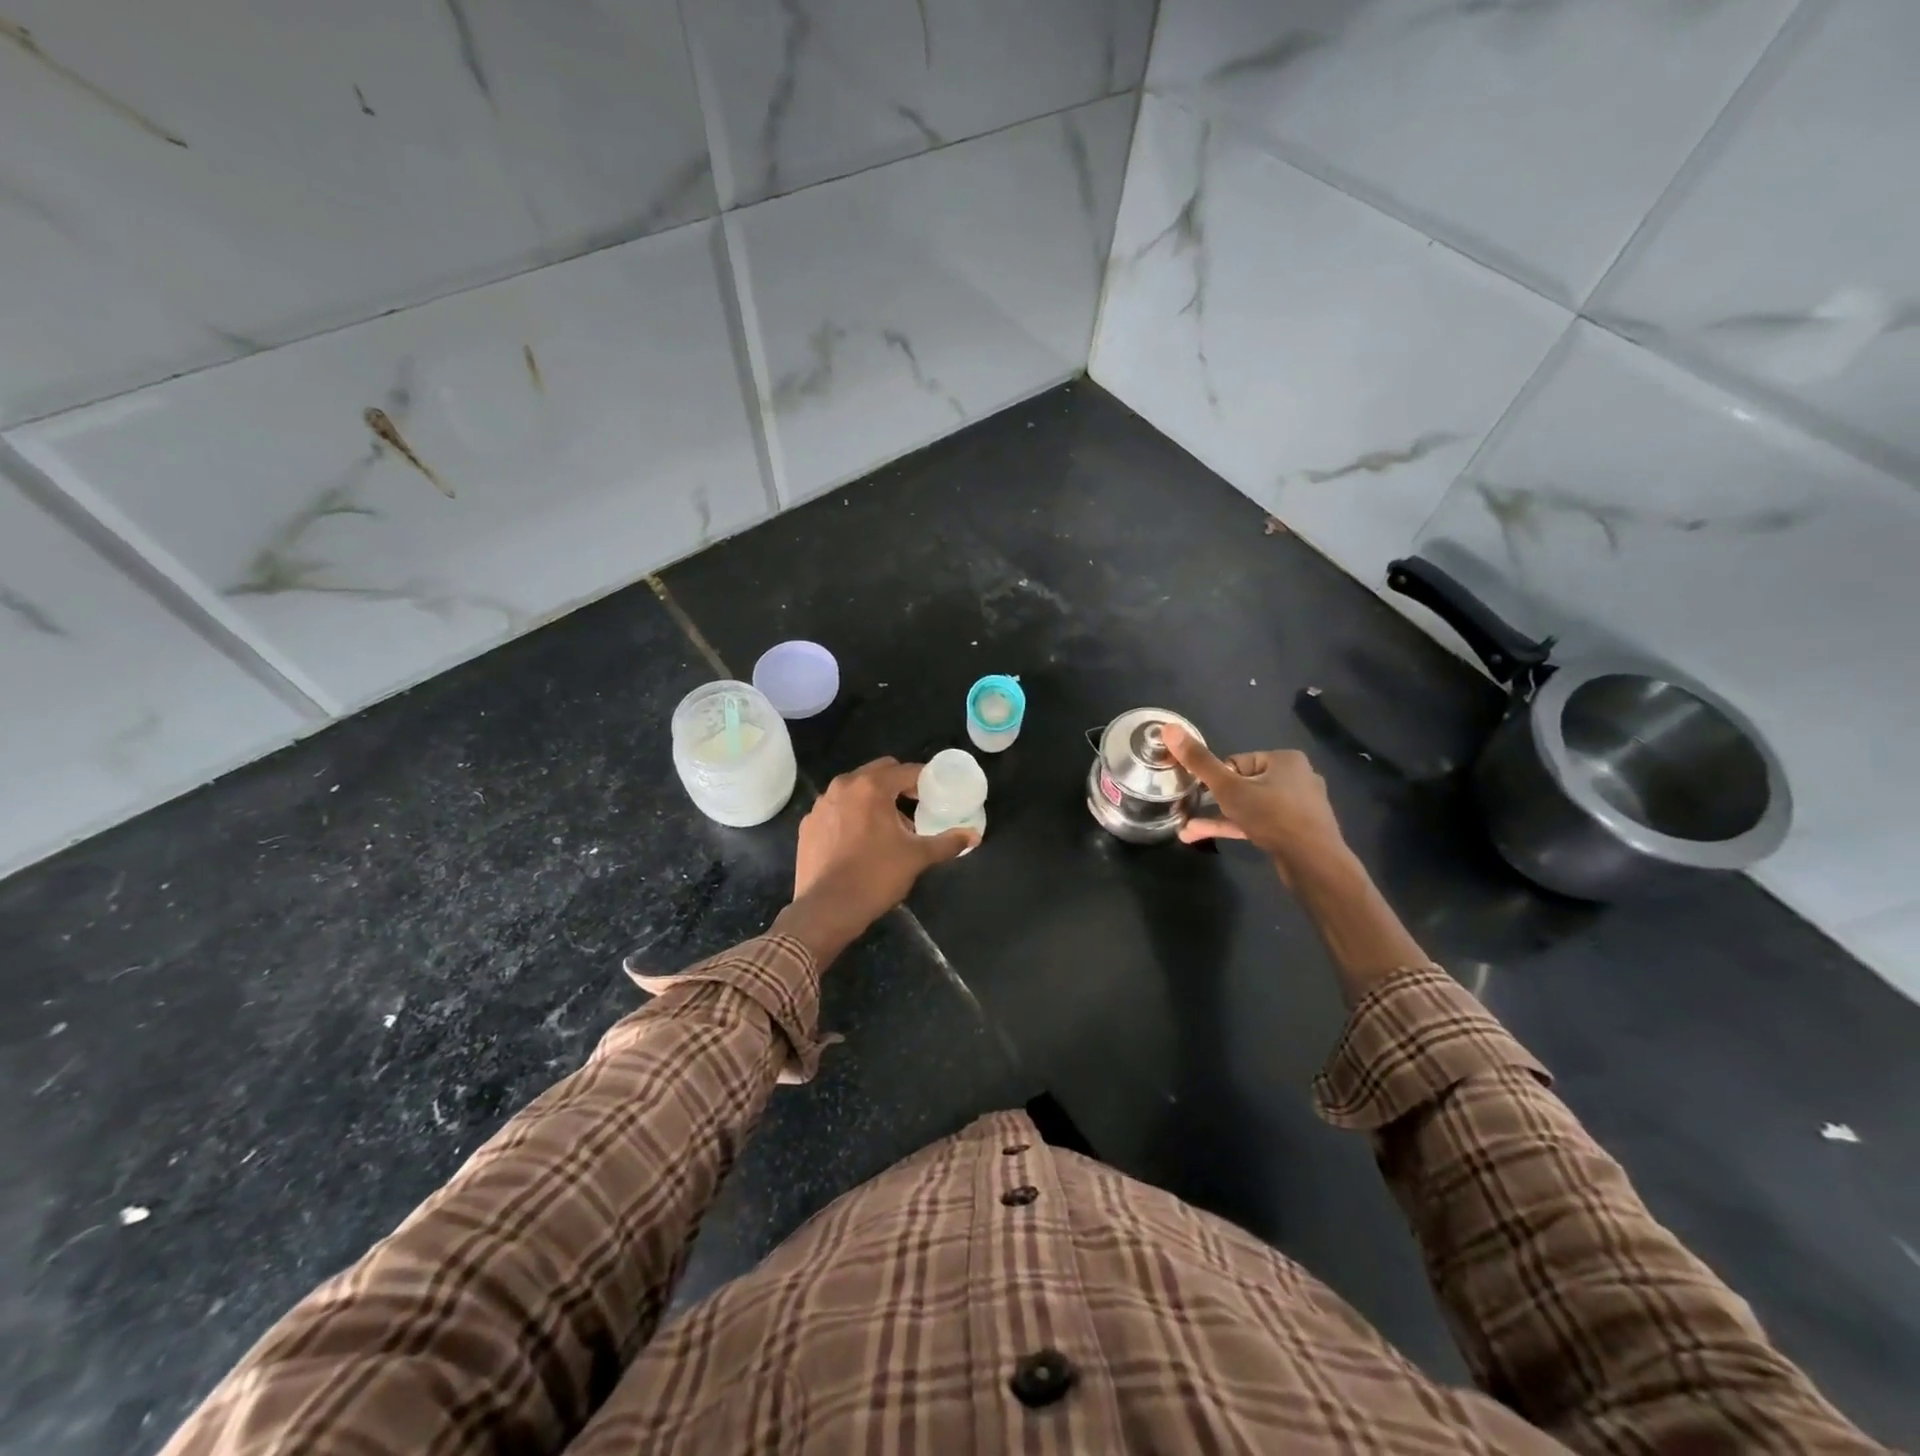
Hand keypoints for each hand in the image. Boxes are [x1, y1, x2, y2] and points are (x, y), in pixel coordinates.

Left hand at [773, 757, 976, 963]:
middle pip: (879, 772)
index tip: (935, 796)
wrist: (826, 909)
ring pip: (855, 788)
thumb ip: (947, 842)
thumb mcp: (917, 858)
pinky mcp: (808, 823)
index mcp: (871, 787)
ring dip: (874, 798)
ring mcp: (821, 804)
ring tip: (888, 826)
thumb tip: (974, 836)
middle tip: (914, 807)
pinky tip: (860, 840)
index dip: (925, 781)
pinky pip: (837, 808)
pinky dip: (852, 814)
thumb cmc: (875, 876)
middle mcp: (843, 786)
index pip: (906, 770)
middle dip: (898, 785)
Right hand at [1163, 726, 1347, 882]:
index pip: (1236, 762)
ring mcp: (1299, 806)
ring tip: (1187, 832)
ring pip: (1250, 806)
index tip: (1206, 795)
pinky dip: (1236, 828)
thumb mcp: (1228, 788)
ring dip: (1219, 817)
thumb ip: (1199, 761)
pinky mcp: (1297, 830)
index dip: (1217, 779)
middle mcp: (1297, 777)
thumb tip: (1168, 728)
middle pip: (1243, 784)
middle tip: (1190, 812)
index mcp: (1285, 759)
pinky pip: (1260, 823)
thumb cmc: (1271, 816)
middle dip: (1215, 800)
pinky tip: (1207, 838)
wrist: (1313, 862)